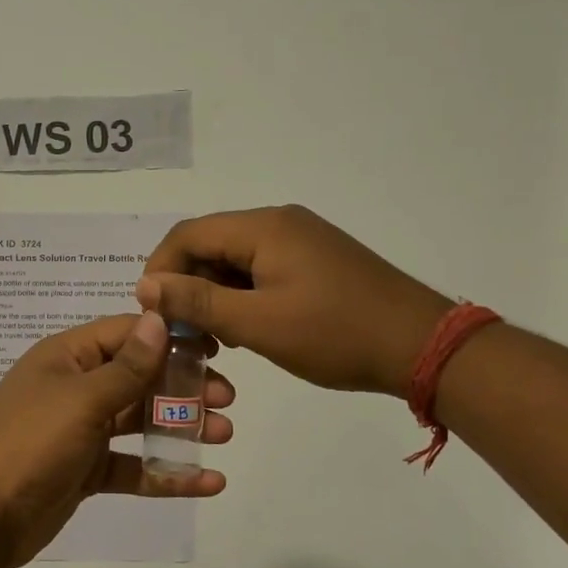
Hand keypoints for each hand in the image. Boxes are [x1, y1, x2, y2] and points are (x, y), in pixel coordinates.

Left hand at [0, 311, 232, 567]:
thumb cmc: (28, 442)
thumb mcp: (80, 399)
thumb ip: (126, 366)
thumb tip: (158, 318)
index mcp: (68, 357)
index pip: (126, 334)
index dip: (169, 336)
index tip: (215, 346)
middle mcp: (76, 388)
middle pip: (139, 378)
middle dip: (183, 385)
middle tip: (227, 397)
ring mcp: (80, 431)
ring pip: (139, 421)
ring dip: (181, 426)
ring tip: (224, 432)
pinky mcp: (85, 472)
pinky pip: (133, 466)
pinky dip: (166, 472)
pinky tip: (207, 482)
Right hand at [135, 206, 449, 394]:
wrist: (422, 345)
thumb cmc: (335, 334)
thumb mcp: (258, 323)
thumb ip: (197, 301)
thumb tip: (144, 285)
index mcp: (263, 227)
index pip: (188, 234)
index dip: (160, 270)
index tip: (151, 314)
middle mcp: (279, 222)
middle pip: (211, 244)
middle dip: (187, 286)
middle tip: (183, 334)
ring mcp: (301, 240)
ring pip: (236, 259)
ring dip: (214, 294)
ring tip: (213, 340)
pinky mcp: (316, 260)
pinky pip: (262, 269)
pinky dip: (243, 296)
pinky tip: (246, 329)